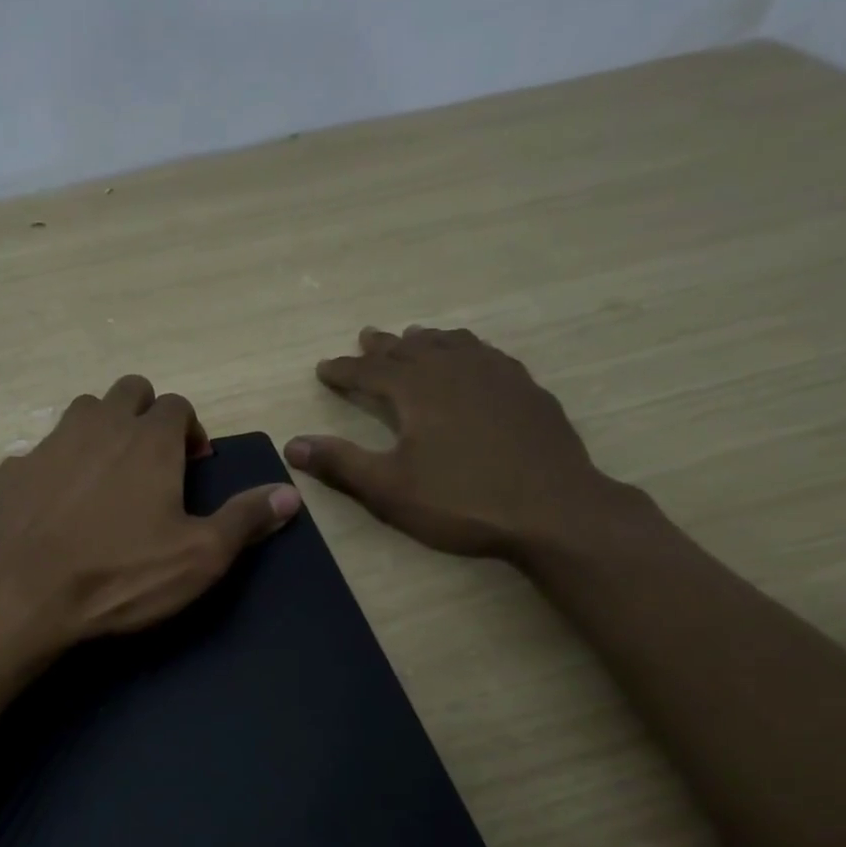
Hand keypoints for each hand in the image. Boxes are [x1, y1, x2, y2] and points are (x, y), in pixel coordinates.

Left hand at [0, 376, 299, 652]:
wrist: (26, 597)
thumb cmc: (123, 575)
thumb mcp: (200, 556)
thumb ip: (246, 519)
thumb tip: (291, 494)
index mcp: (149, 440)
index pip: (177, 404)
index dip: (188, 429)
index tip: (190, 464)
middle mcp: (99, 426)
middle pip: (128, 391)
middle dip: (145, 414)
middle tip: (151, 461)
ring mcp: (50, 444)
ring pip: (82, 411)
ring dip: (100, 429)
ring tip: (106, 475)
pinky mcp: (13, 471)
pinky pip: (40, 452)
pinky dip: (55, 466)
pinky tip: (56, 504)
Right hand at [285, 327, 630, 561]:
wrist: (553, 509)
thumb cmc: (462, 501)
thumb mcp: (390, 488)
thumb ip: (341, 463)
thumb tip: (292, 444)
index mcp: (417, 390)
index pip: (370, 371)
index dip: (344, 370)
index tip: (324, 367)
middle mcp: (455, 369)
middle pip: (411, 349)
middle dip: (383, 346)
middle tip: (366, 337)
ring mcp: (496, 375)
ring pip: (453, 344)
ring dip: (427, 341)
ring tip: (414, 337)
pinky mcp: (526, 389)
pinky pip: (488, 355)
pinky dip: (467, 350)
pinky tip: (473, 359)